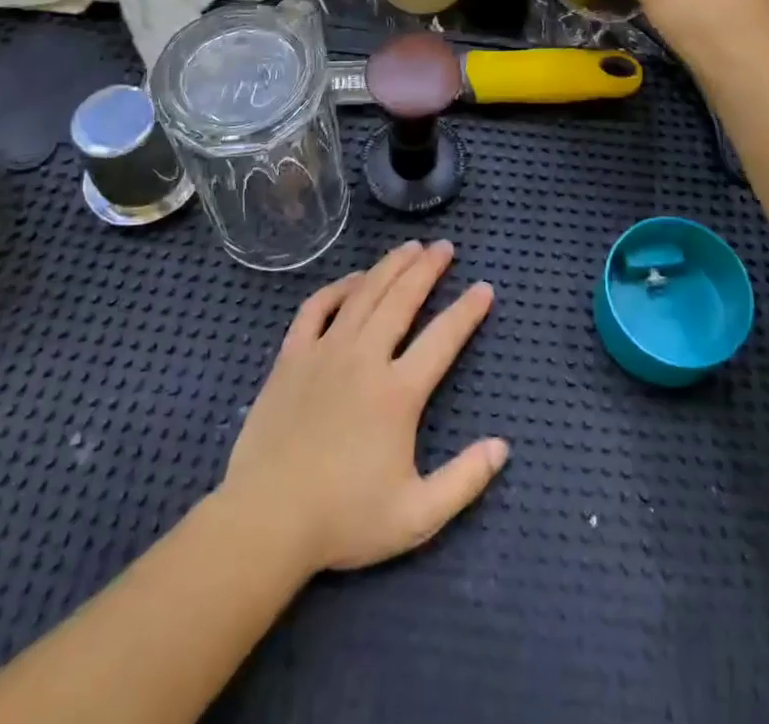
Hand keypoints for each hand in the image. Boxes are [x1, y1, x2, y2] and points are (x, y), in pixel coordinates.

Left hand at [217, 241, 506, 576]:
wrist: (266, 522)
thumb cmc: (342, 520)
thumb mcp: (416, 516)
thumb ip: (464, 481)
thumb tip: (502, 447)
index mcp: (398, 393)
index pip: (443, 338)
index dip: (467, 310)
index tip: (484, 288)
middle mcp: (365, 359)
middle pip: (402, 299)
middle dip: (428, 269)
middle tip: (445, 247)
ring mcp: (325, 352)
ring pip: (364, 294)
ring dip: (390, 266)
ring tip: (410, 247)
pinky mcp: (291, 356)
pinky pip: (316, 307)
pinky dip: (338, 287)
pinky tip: (354, 279)